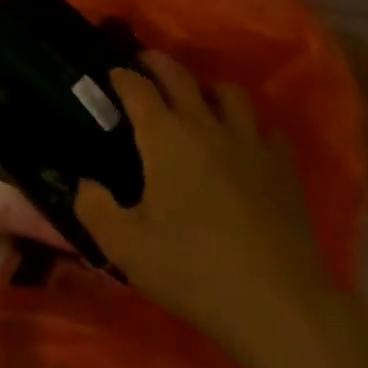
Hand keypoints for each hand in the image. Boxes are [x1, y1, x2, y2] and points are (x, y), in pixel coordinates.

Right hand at [75, 51, 336, 367]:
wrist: (278, 305)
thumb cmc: (194, 270)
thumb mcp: (125, 247)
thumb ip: (94, 208)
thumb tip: (85, 185)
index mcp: (164, 136)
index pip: (137, 88)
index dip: (120, 76)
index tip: (110, 74)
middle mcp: (205, 126)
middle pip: (180, 75)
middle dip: (157, 63)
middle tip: (144, 62)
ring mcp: (250, 143)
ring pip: (229, 93)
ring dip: (207, 88)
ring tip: (197, 99)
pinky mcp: (283, 167)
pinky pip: (265, 128)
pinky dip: (249, 127)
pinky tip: (243, 143)